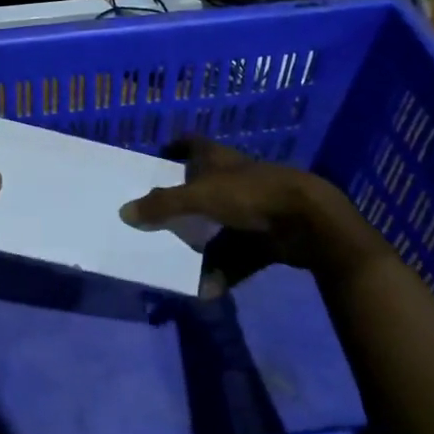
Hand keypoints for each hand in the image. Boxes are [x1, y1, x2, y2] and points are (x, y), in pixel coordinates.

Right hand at [120, 138, 354, 292]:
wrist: (308, 221)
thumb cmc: (250, 195)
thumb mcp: (200, 197)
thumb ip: (162, 205)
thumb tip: (124, 212)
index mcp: (219, 160)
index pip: (192, 143)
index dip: (175, 147)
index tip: (159, 159)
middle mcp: (235, 180)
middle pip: (204, 188)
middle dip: (183, 205)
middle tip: (157, 219)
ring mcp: (254, 209)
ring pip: (220, 226)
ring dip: (202, 246)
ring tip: (178, 262)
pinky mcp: (268, 237)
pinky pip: (239, 256)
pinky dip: (224, 271)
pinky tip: (208, 289)